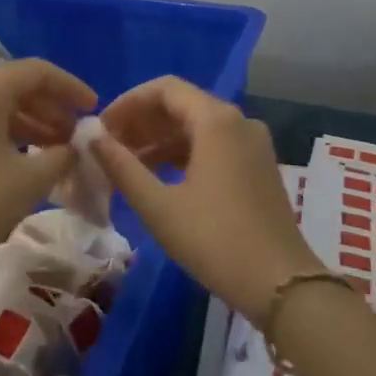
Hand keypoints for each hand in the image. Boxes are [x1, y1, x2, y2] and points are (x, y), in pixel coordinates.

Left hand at [0, 59, 96, 270]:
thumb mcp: (32, 178)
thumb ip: (62, 155)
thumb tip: (74, 148)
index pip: (38, 72)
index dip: (70, 87)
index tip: (94, 109)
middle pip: (19, 86)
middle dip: (53, 107)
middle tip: (77, 135)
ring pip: (3, 107)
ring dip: (35, 123)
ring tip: (60, 150)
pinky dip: (14, 135)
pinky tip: (32, 160)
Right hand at [92, 77, 320, 319]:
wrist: (282, 286)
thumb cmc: (215, 241)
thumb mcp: (159, 206)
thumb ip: (122, 166)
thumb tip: (92, 137)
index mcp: (216, 121)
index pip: (164, 89)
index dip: (128, 102)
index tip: (101, 128)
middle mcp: (238, 121)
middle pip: (181, 104)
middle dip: (142, 122)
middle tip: (108, 147)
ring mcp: (252, 144)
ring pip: (196, 126)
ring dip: (159, 140)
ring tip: (125, 165)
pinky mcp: (257, 166)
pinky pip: (213, 144)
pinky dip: (182, 154)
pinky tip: (157, 177)